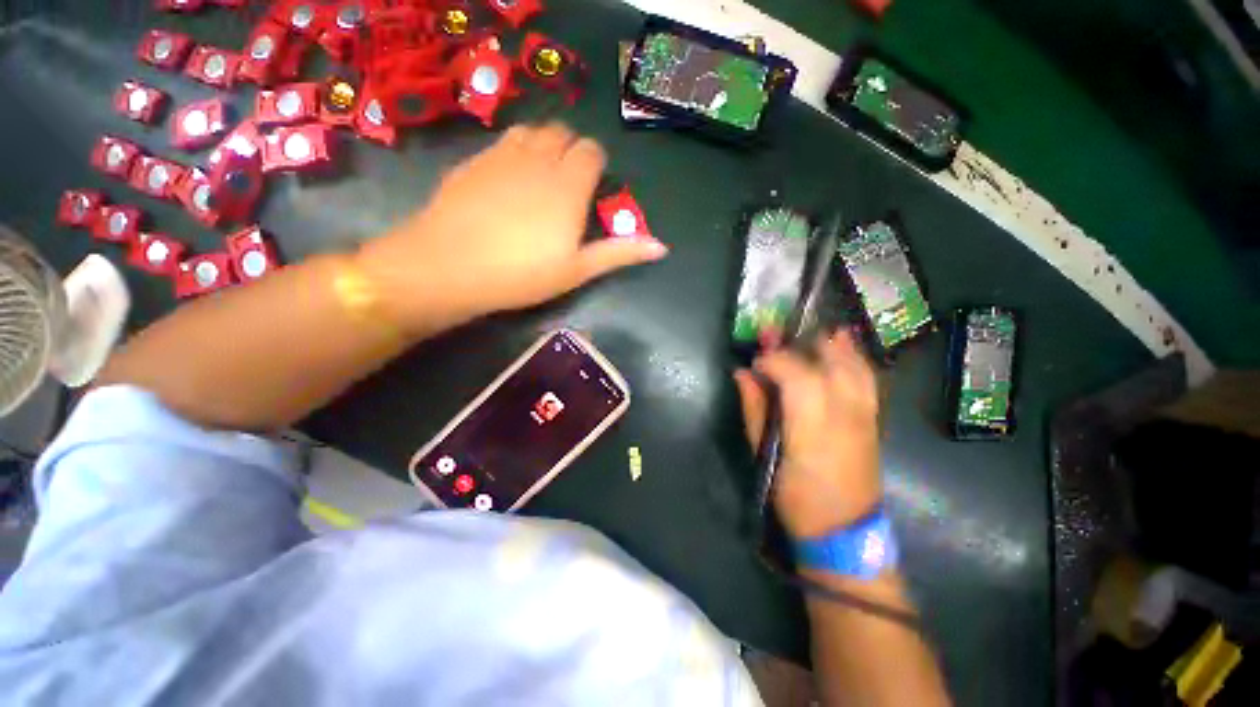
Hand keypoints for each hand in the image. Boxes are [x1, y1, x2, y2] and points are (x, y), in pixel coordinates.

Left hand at [356, 123, 667, 332]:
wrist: (450, 265)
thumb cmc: (522, 274)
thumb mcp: (577, 270)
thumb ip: (619, 253)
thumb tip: (661, 247)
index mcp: (569, 185)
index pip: (591, 151)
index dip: (595, 165)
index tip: (591, 189)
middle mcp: (539, 159)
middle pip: (563, 134)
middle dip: (571, 152)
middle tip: (567, 187)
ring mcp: (502, 155)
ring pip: (532, 131)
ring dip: (544, 146)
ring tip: (540, 178)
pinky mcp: (474, 160)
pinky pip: (503, 141)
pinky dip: (515, 151)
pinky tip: (509, 179)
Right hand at [734, 334, 882, 538]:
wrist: (843, 531)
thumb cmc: (794, 497)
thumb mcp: (764, 455)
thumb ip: (754, 410)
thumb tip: (741, 373)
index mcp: (811, 429)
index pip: (797, 376)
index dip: (775, 360)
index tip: (756, 361)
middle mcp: (844, 416)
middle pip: (830, 364)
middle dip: (803, 345)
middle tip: (780, 341)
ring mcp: (865, 417)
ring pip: (855, 367)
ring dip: (834, 345)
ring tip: (814, 334)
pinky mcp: (875, 421)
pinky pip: (868, 379)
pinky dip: (854, 358)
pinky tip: (843, 348)